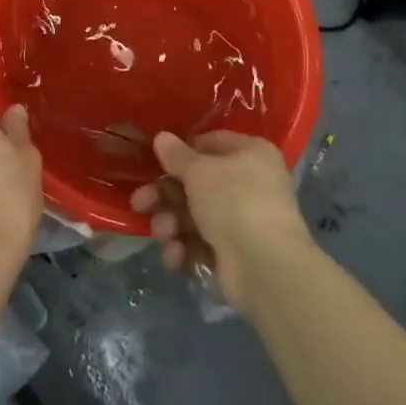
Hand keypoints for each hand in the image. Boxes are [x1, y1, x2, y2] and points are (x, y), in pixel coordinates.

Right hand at [130, 131, 311, 307]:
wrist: (265, 267)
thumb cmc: (234, 202)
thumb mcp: (198, 171)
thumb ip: (176, 155)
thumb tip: (161, 137)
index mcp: (250, 155)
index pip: (211, 143)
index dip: (182, 151)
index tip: (156, 160)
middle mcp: (249, 184)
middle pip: (195, 183)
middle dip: (164, 196)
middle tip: (140, 203)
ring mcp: (242, 221)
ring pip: (193, 216)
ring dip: (170, 224)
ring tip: (164, 233)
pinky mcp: (233, 254)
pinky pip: (200, 244)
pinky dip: (184, 249)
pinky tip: (177, 256)